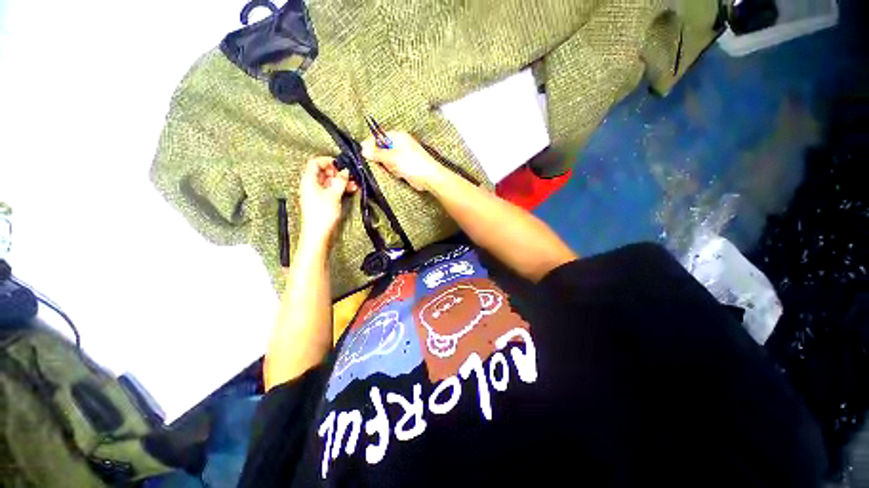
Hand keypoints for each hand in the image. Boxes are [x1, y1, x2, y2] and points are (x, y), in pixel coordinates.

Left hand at [298, 157, 357, 247]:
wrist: (318, 233)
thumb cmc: (322, 215)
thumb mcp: (333, 194)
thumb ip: (340, 181)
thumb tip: (346, 171)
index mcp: (309, 180)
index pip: (316, 162)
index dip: (328, 161)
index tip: (341, 165)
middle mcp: (312, 185)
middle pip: (324, 172)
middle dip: (338, 172)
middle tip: (350, 176)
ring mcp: (317, 193)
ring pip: (330, 181)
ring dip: (342, 181)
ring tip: (354, 184)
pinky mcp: (323, 201)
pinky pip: (332, 190)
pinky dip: (341, 188)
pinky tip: (351, 190)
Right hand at [361, 131, 446, 191]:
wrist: (429, 177)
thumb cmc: (413, 164)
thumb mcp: (392, 157)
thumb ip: (377, 153)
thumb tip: (363, 149)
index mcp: (398, 136)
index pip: (378, 136)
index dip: (370, 144)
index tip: (364, 153)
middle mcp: (400, 143)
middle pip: (381, 148)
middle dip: (381, 158)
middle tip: (385, 164)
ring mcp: (403, 154)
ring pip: (387, 159)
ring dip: (389, 166)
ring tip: (396, 169)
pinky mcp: (405, 165)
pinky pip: (394, 167)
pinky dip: (394, 171)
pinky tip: (400, 174)